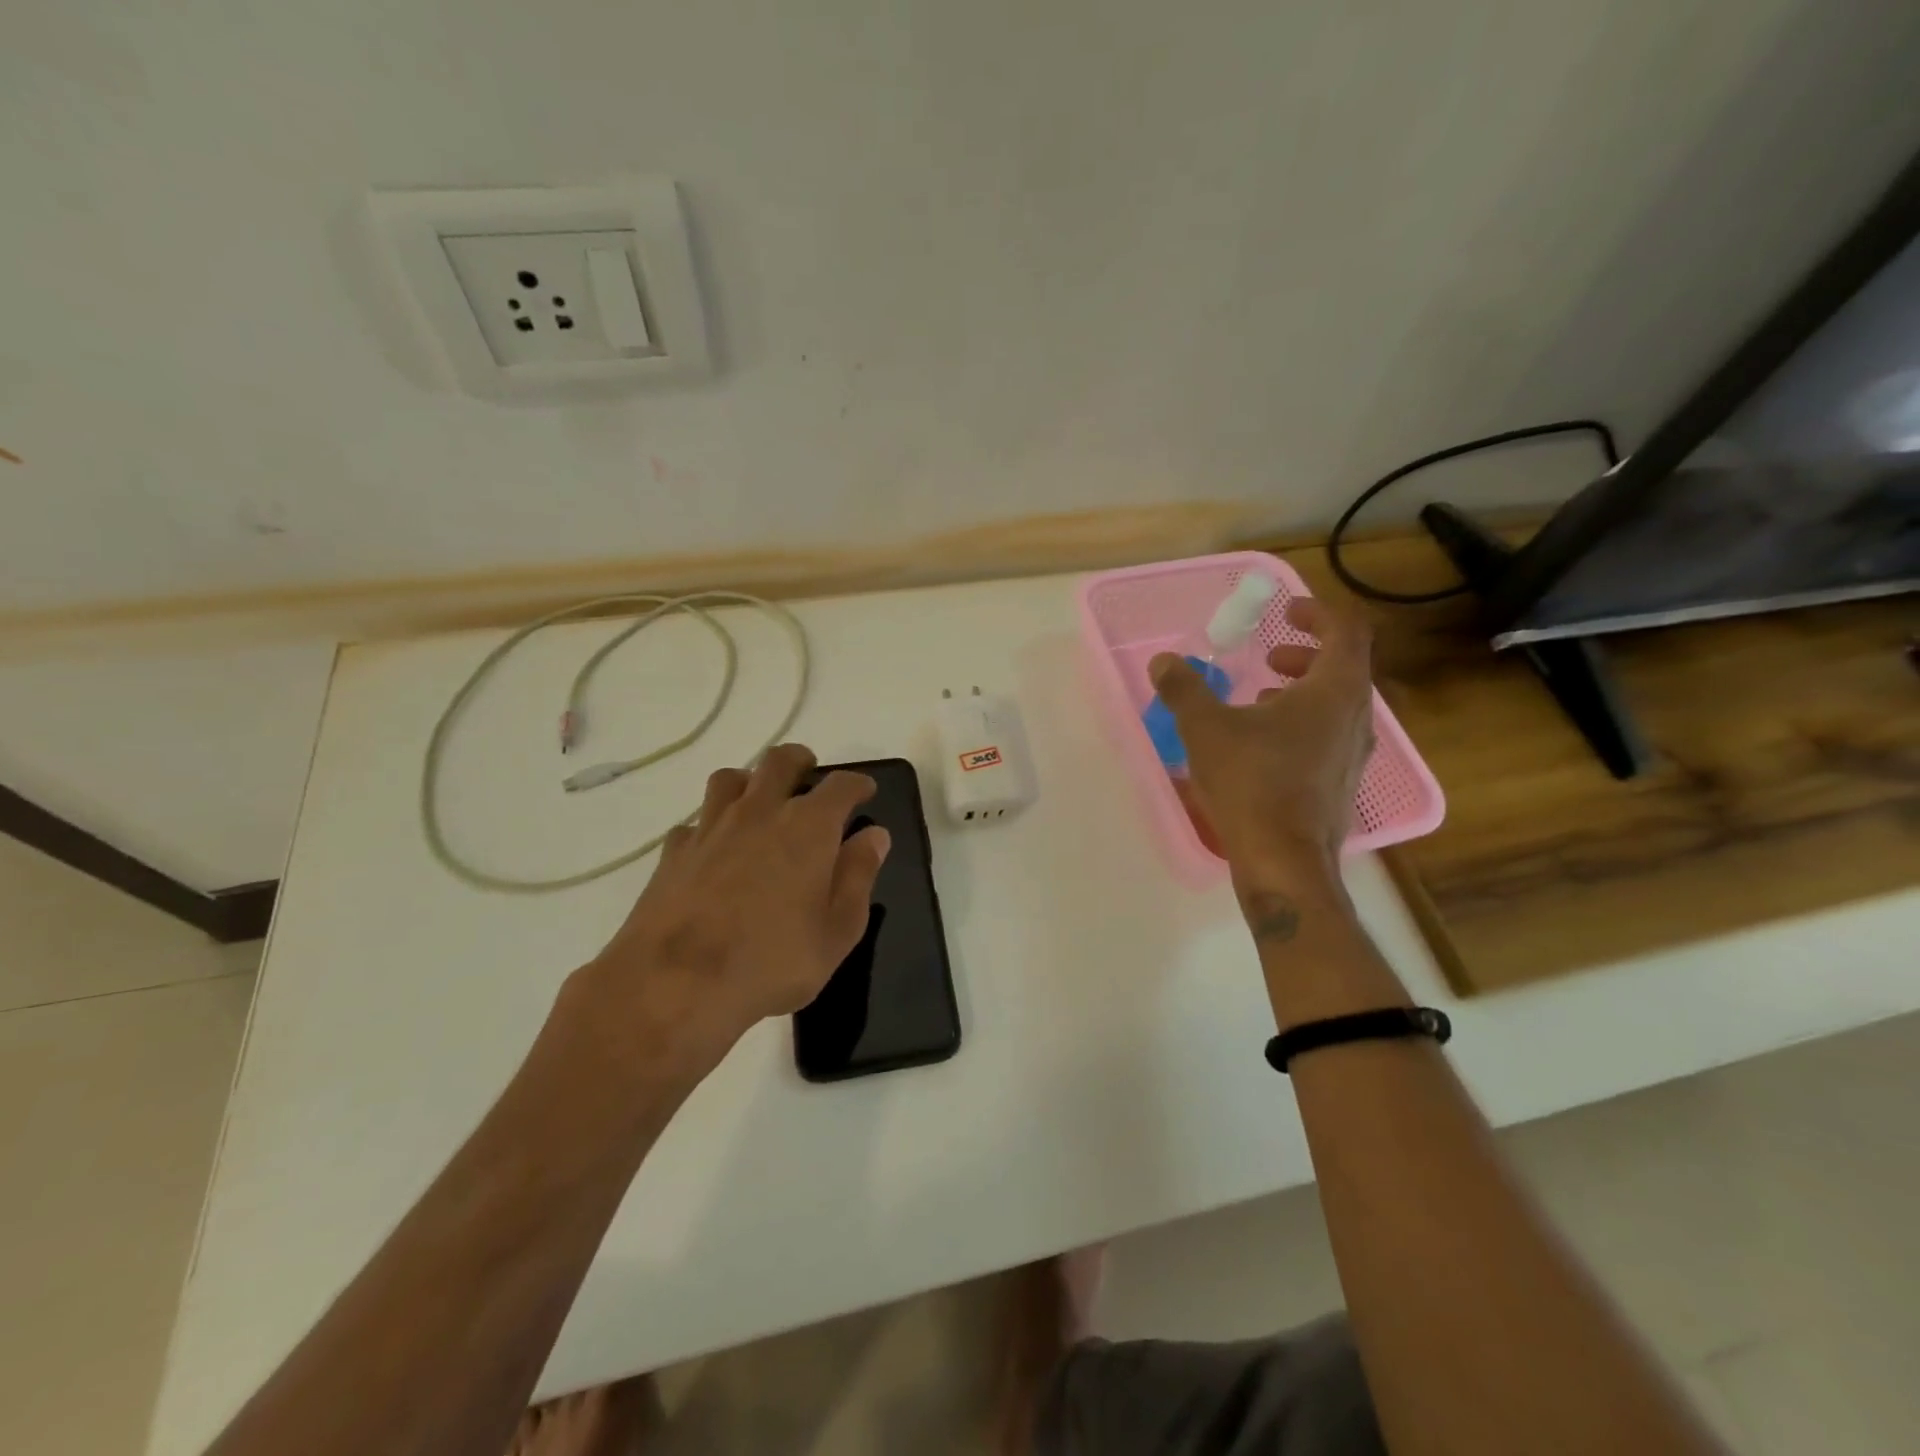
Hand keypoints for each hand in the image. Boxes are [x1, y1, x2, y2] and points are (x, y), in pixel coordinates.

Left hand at [559, 744, 890, 1080]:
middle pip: (779, 761)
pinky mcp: (674, 851)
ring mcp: (711, 827)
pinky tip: (712, 849)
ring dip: (749, 782)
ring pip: (730, 779)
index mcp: (808, 827)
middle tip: (809, 773)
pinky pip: (694, 822)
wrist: (676, 983)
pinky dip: (709, 827)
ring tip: (757, 801)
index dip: (857, 783)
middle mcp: (760, 812)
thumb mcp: (838, 930)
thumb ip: (859, 876)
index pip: (840, 786)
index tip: (864, 791)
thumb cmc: (772, 961)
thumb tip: (874, 836)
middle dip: (800, 761)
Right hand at [1149, 595, 1375, 887]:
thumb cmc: (1252, 783)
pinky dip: (1303, 723)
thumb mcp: (1206, 728)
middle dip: (1305, 654)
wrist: (1284, 862)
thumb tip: (1164, 661)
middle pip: (1345, 667)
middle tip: (1268, 657)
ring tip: (1260, 699)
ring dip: (1302, 690)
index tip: (1285, 612)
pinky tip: (1263, 745)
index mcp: (1335, 690)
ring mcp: (1354, 755)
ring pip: (1338, 704)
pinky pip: (1330, 735)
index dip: (1318, 612)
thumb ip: (1184, 689)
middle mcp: (1357, 717)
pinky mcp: (1342, 784)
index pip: (1346, 630)